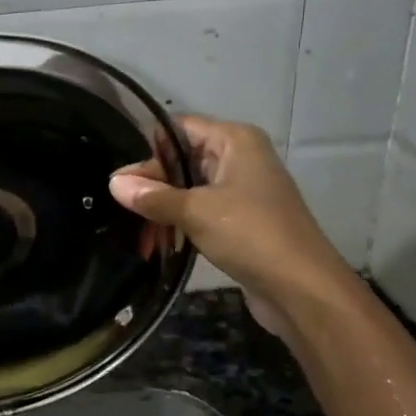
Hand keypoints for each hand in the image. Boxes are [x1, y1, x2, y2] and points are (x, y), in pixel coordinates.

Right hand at [109, 115, 349, 334]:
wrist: (301, 288)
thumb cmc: (250, 234)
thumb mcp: (195, 211)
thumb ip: (153, 196)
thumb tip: (113, 182)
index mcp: (235, 140)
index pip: (179, 128)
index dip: (149, 147)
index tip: (119, 173)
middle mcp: (240, 158)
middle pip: (183, 158)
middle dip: (152, 181)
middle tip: (119, 204)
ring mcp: (243, 190)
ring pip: (190, 188)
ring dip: (163, 206)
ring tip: (134, 229)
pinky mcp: (242, 220)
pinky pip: (202, 211)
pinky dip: (180, 222)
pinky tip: (157, 240)